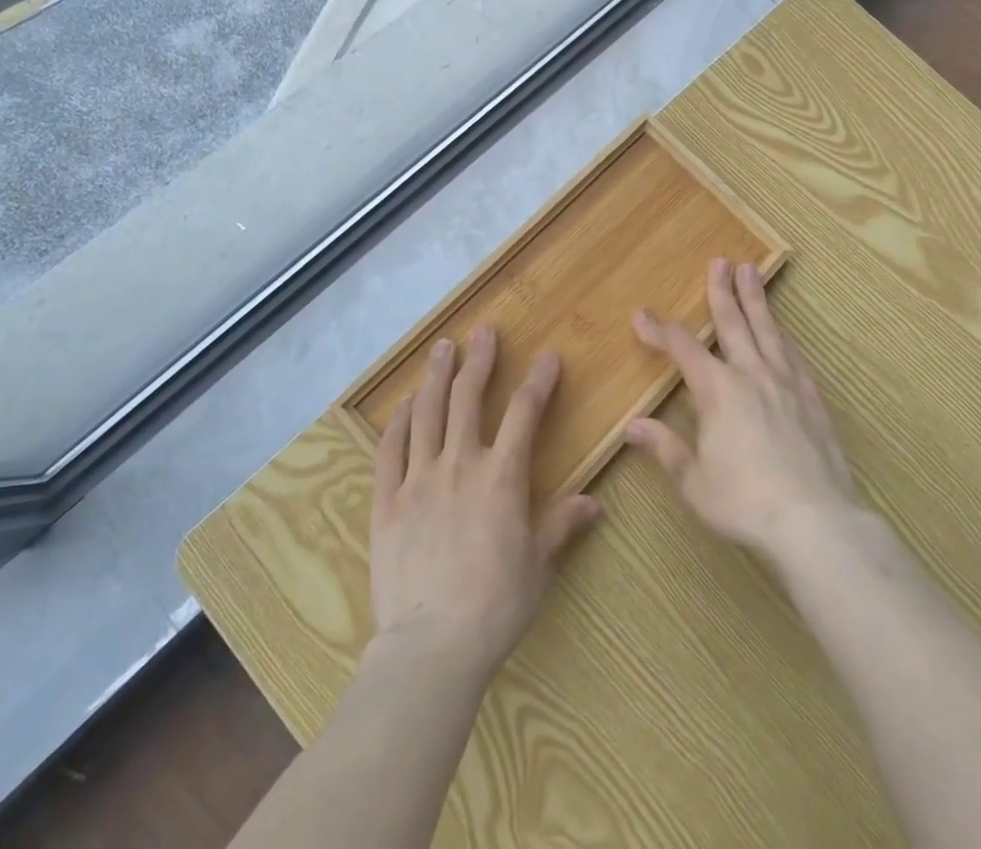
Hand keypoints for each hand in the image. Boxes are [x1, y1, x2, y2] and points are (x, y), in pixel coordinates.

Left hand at [369, 328, 601, 676]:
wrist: (431, 646)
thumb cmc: (495, 607)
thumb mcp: (538, 566)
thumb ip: (561, 526)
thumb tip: (593, 503)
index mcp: (501, 477)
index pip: (525, 414)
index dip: (538, 381)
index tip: (547, 356)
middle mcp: (460, 464)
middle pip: (469, 398)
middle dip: (479, 361)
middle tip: (483, 333)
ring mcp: (419, 479)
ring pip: (427, 413)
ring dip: (436, 376)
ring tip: (442, 349)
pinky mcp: (387, 500)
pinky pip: (391, 450)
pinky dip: (398, 422)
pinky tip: (403, 405)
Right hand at [626, 259, 864, 563]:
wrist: (815, 522)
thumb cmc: (744, 502)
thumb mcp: (694, 481)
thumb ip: (665, 448)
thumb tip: (633, 426)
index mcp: (717, 390)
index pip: (682, 348)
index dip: (659, 330)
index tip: (641, 315)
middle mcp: (750, 374)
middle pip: (732, 322)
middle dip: (721, 291)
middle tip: (719, 261)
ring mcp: (786, 383)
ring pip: (767, 329)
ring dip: (756, 299)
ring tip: (751, 272)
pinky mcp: (812, 398)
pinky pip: (794, 354)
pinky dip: (783, 335)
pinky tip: (782, 329)